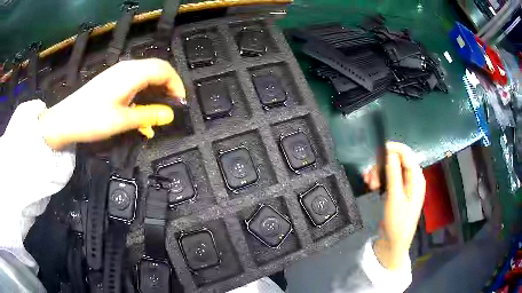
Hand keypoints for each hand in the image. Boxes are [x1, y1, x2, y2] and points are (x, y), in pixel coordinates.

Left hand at [39, 58, 185, 149]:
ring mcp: (119, 73)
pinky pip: (135, 81)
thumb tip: (169, 115)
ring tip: (157, 111)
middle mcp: (127, 68)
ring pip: (146, 76)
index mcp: (132, 73)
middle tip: (171, 107)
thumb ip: (148, 115)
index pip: (164, 70)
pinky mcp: (112, 80)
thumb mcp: (122, 120)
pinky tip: (140, 109)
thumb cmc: (92, 119)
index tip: (180, 103)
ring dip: (155, 91)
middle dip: (168, 86)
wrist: (65, 119)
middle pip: (157, 70)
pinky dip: (143, 93)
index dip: (176, 84)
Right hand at [363, 142, 425, 269]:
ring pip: (391, 169)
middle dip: (382, 165)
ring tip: (369, 184)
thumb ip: (393, 174)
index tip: (377, 152)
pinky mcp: (398, 191)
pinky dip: (380, 179)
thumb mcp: (395, 198)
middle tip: (370, 178)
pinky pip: (389, 178)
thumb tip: (390, 152)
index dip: (393, 149)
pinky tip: (371, 185)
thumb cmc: (397, 221)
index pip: (407, 154)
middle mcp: (412, 178)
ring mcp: (405, 185)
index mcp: (416, 178)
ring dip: (379, 173)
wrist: (394, 242)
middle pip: (397, 160)